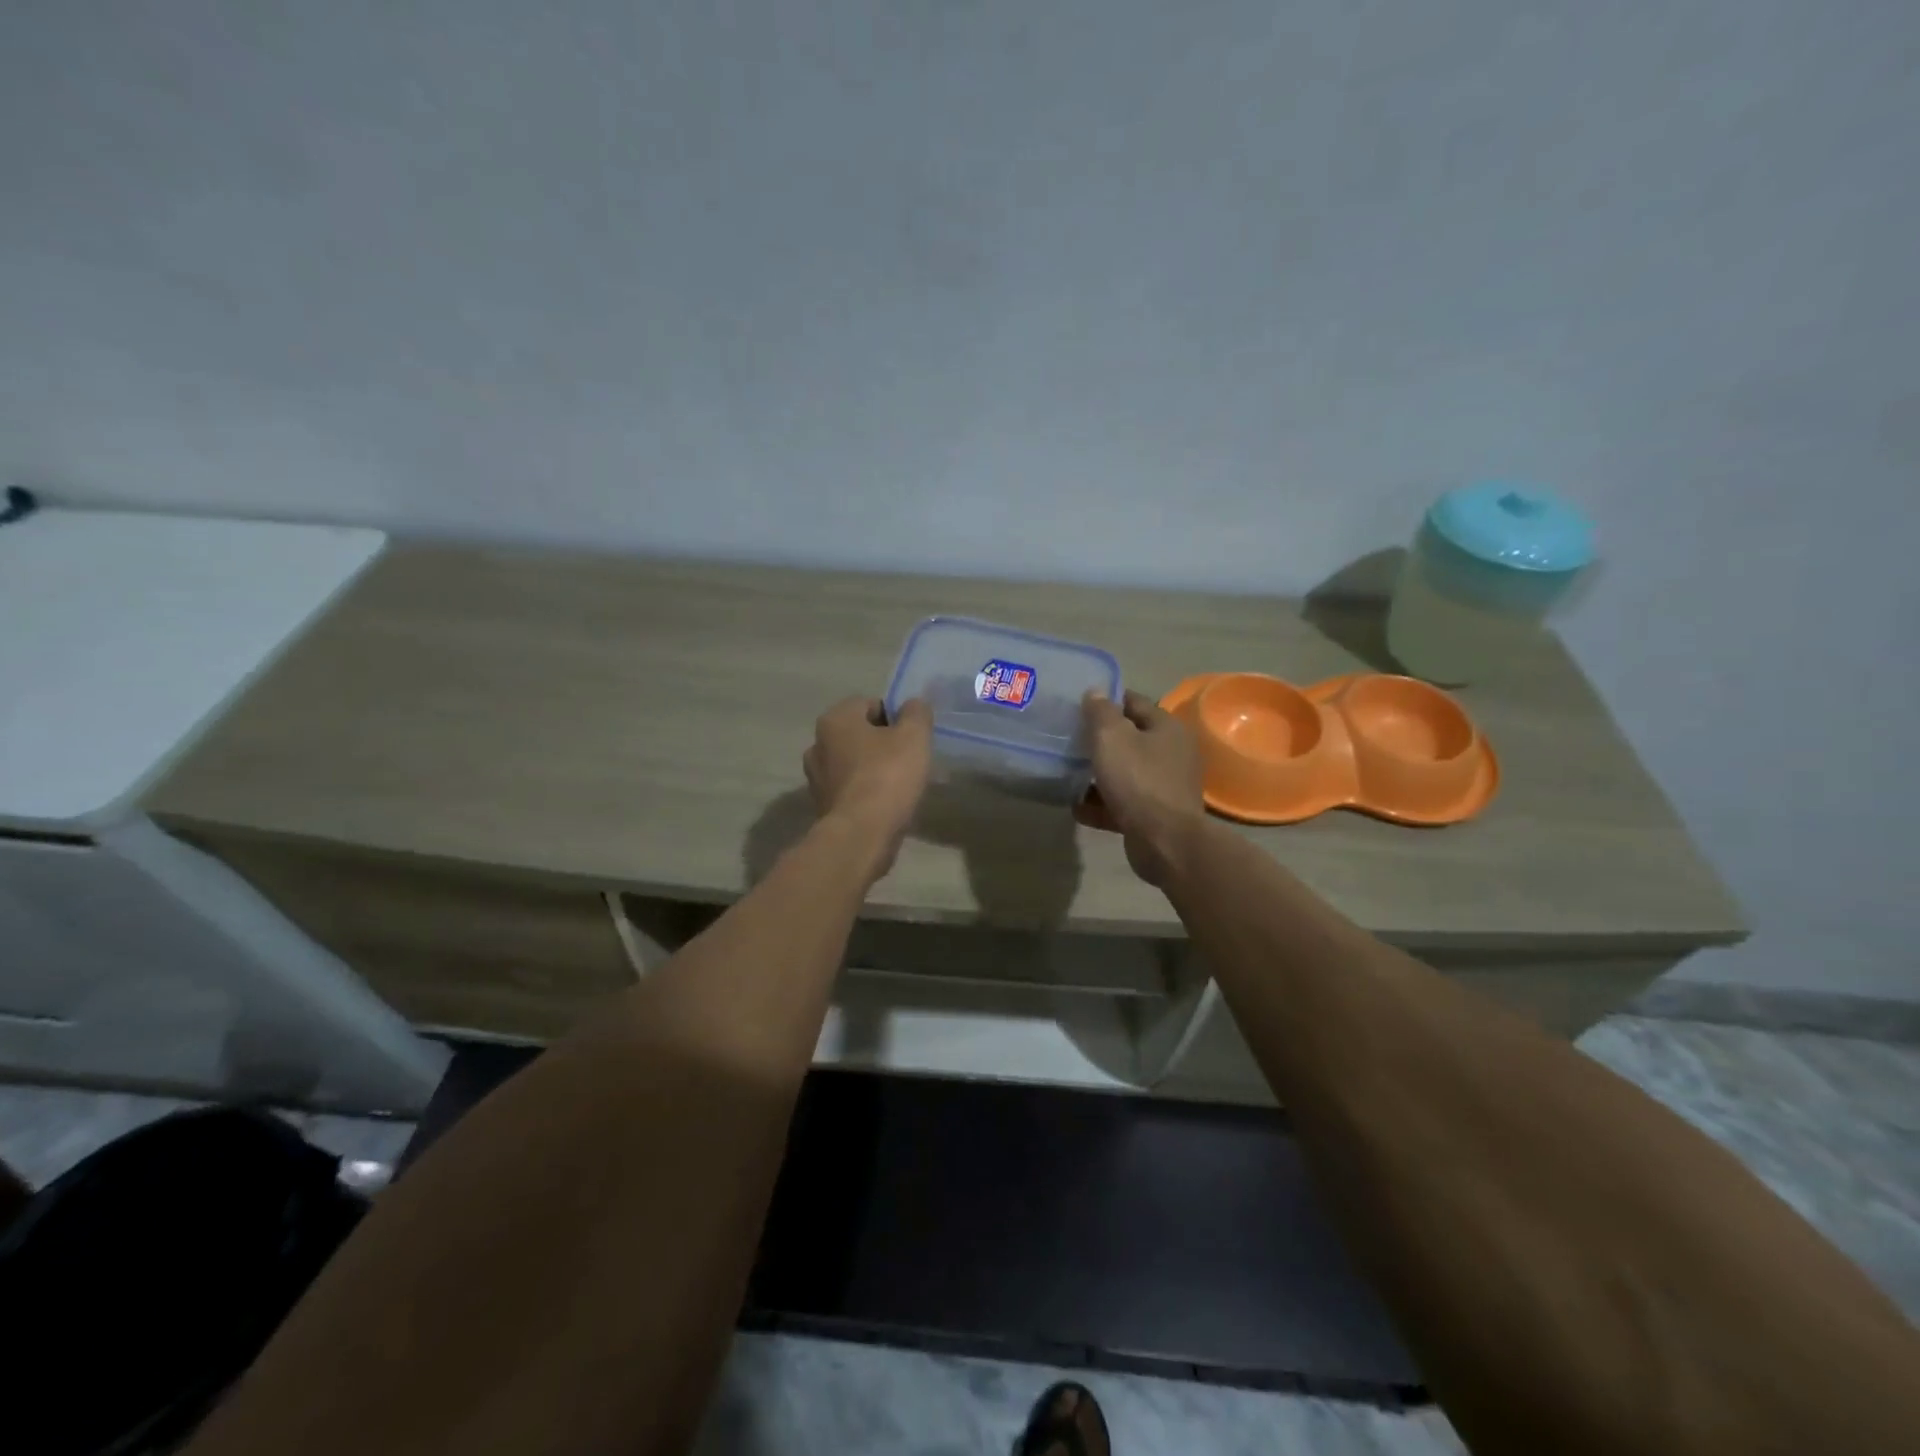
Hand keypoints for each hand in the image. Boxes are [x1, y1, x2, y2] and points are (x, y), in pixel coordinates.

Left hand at [804, 697, 933, 881]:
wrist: (862, 834)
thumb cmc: (887, 776)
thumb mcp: (914, 736)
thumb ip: (916, 713)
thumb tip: (913, 706)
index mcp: (835, 719)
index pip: (869, 704)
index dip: (895, 716)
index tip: (912, 736)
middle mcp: (817, 743)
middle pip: (859, 734)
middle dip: (883, 742)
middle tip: (909, 758)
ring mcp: (816, 777)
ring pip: (853, 762)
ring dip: (873, 768)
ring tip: (899, 784)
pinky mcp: (822, 805)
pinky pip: (850, 788)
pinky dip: (866, 791)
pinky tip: (885, 803)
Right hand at [1076, 690, 1206, 886]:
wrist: (1165, 841)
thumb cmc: (1138, 780)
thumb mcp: (1112, 738)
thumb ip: (1100, 712)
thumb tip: (1095, 692)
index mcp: (1166, 728)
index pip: (1133, 702)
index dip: (1105, 701)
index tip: (1077, 706)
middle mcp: (1171, 753)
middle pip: (1129, 739)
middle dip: (1099, 741)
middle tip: (1068, 740)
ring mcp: (1164, 786)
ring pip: (1124, 773)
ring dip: (1098, 775)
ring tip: (1067, 775)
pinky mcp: (1155, 815)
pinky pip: (1122, 803)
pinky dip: (1101, 804)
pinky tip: (1076, 807)